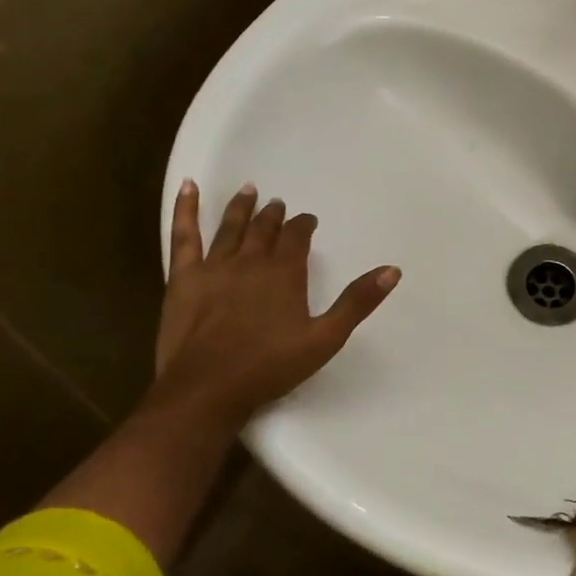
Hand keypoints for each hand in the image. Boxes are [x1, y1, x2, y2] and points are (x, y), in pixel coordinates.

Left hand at [146, 181, 399, 425]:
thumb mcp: (325, 338)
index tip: (309, 221)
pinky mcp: (183, 277)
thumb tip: (392, 270)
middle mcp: (251, 260)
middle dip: (274, 215)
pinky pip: (184, 236)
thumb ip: (357, 302)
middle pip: (265, 229)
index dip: (304, 225)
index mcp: (285, 272)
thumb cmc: (269, 366)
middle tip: (278, 204)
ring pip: (231, 227)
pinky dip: (185, 209)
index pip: (298, 237)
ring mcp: (214, 266)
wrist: (207, 388)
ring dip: (241, 207)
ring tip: (249, 190)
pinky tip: (187, 187)